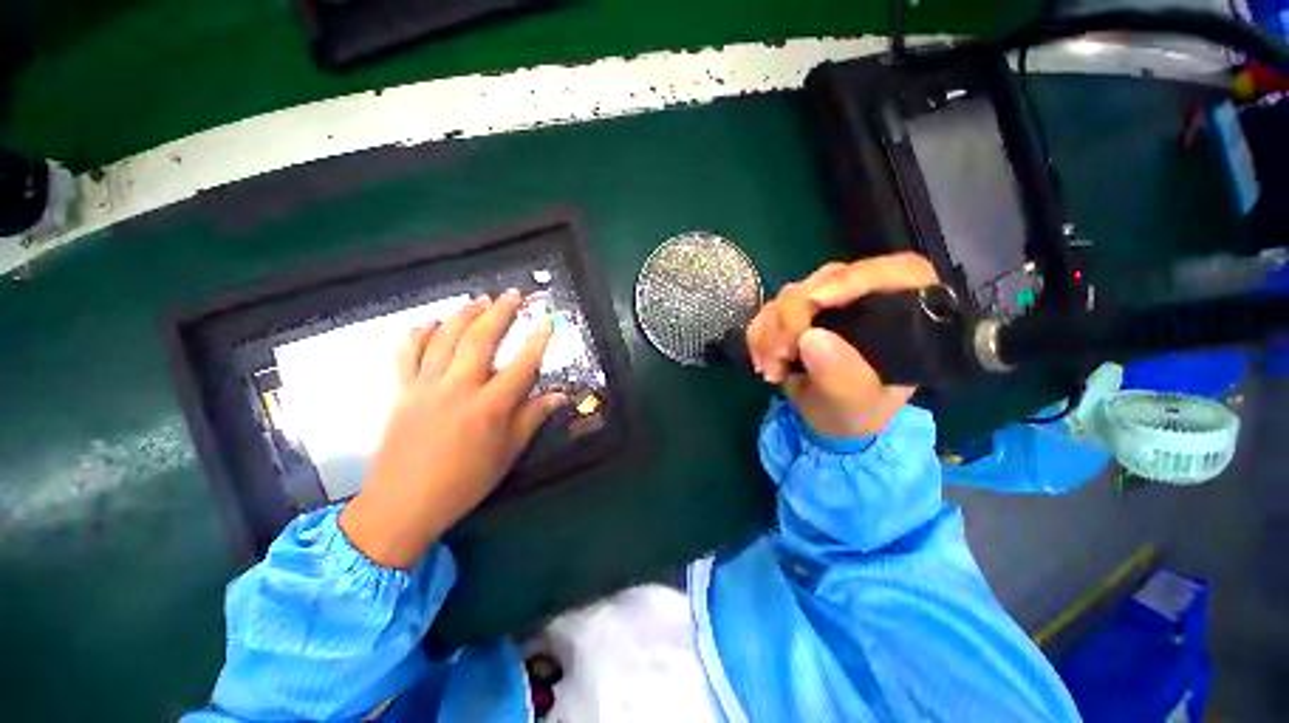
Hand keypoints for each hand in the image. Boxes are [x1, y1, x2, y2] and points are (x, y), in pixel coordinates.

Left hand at [339, 290, 565, 568]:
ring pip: (444, 339)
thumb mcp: (507, 453)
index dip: (537, 340)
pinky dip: (418, 334)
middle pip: (480, 340)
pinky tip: (430, 322)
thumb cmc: (464, 482)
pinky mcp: (402, 391)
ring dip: (463, 314)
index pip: (521, 365)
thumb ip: (532, 418)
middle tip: (512, 294)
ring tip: (479, 300)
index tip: (547, 320)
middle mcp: (458, 389)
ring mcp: (425, 387)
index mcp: (489, 407)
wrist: (403, 504)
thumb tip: (560, 396)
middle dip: (499, 313)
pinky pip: (407, 354)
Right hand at [746, 253, 937, 438]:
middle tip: (781, 355)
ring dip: (771, 332)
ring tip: (772, 370)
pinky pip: (769, 310)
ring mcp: (827, 301)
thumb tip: (810, 337)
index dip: (853, 279)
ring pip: (790, 294)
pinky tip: (764, 363)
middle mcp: (866, 296)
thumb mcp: (856, 404)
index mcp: (905, 312)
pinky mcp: (797, 311)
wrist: (830, 419)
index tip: (814, 302)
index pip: (895, 271)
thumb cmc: (858, 412)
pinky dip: (759, 336)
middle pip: (827, 280)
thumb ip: (841, 376)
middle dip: (792, 317)